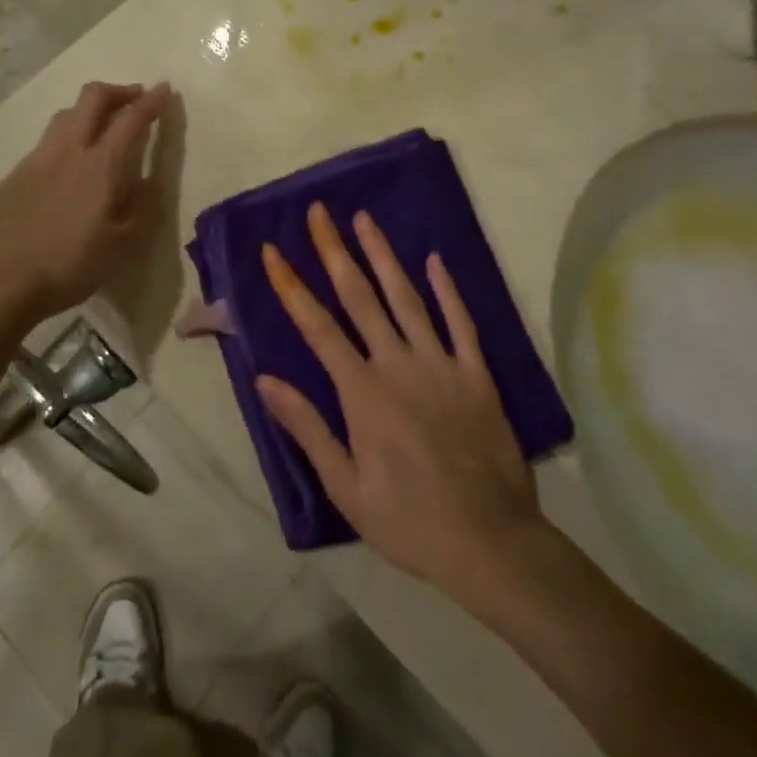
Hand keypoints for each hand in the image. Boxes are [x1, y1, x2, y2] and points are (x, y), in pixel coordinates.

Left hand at [0, 81, 169, 334]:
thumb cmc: (65, 266)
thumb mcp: (120, 248)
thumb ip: (143, 209)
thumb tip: (155, 180)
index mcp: (100, 165)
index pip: (131, 119)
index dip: (151, 101)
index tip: (164, 89)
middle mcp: (68, 150)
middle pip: (92, 97)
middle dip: (118, 91)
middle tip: (135, 99)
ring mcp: (35, 160)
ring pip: (65, 115)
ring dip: (89, 110)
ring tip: (101, 128)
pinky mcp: (12, 176)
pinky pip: (45, 142)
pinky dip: (66, 138)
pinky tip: (67, 167)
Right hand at [256, 204, 541, 599]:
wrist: (491, 544)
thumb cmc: (409, 521)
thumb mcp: (345, 486)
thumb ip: (307, 427)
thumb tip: (265, 379)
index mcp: (362, 392)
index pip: (317, 326)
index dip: (291, 285)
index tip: (273, 251)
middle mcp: (398, 364)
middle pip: (359, 296)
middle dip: (335, 251)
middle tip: (319, 213)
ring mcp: (441, 364)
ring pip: (406, 298)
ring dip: (383, 255)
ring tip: (364, 219)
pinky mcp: (476, 374)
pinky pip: (460, 322)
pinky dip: (447, 289)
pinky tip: (435, 260)